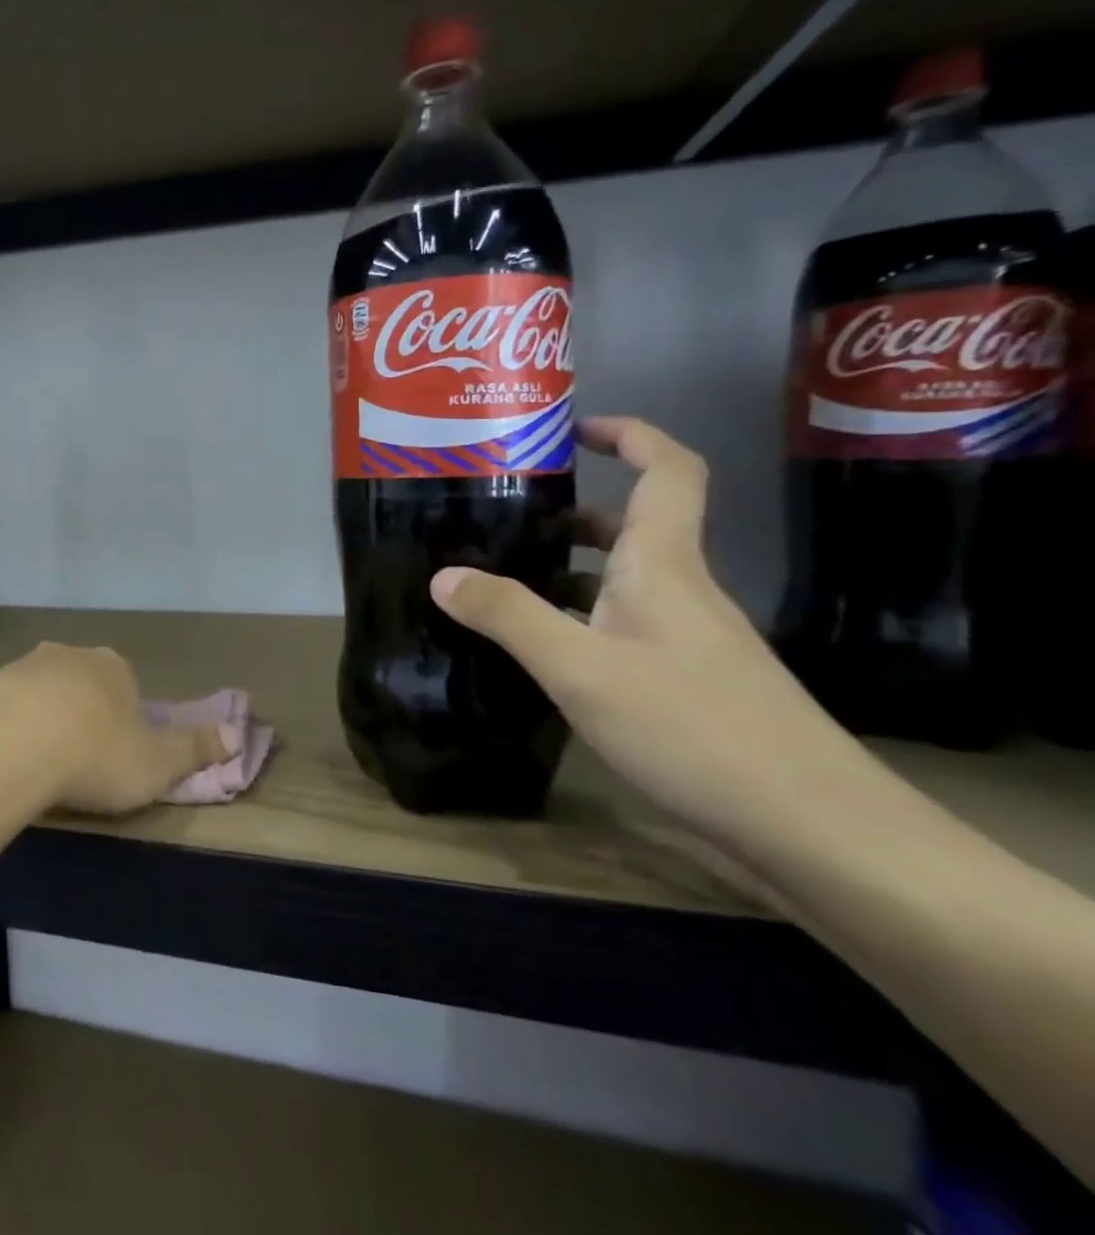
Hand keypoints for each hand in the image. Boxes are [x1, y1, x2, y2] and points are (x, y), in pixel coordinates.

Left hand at [0, 642, 229, 816]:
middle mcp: (70, 655)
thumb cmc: (96, 755)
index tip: (117, 757)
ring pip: (42, 694)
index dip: (126, 722)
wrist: (10, 748)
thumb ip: (196, 749)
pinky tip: (8, 762)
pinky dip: (10, 730)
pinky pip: (5, 709)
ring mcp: (23, 666)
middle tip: (78, 763)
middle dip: (84, 716)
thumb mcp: (158, 763)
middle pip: (83, 685)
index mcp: (114, 667)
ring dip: (44, 721)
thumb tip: (238, 735)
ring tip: (41, 767)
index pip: (127, 688)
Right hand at [429, 417, 864, 844]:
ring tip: (508, 579)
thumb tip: (443, 574)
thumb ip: (509, 616)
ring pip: (628, 582)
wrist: (812, 827)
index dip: (630, 435)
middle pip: (638, 527)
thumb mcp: (581, 668)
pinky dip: (584, 619)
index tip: (573, 428)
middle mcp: (682, 591)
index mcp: (664, 566)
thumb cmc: (694, 727)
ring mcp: (690, 640)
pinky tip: (544, 651)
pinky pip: (628, 627)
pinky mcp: (690, 683)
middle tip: (510, 515)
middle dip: (579, 511)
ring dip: (575, 569)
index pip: (667, 471)